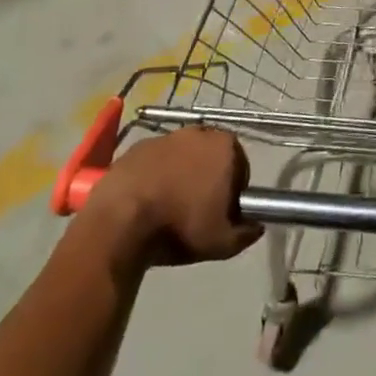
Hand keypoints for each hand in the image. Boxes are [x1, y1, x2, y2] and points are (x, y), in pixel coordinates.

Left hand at [84, 126, 261, 273]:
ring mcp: (164, 137)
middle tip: (197, 209)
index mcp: (225, 147)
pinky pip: (154, 161)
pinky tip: (147, 202)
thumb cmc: (179, 226)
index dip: (234, 190)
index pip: (240, 166)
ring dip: (179, 175)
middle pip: (210, 156)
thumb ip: (246, 233)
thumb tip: (256, 227)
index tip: (222, 211)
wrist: (119, 222)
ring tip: (168, 207)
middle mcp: (198, 133)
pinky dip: (154, 176)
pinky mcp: (136, 147)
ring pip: (181, 157)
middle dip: (207, 177)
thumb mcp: (222, 243)